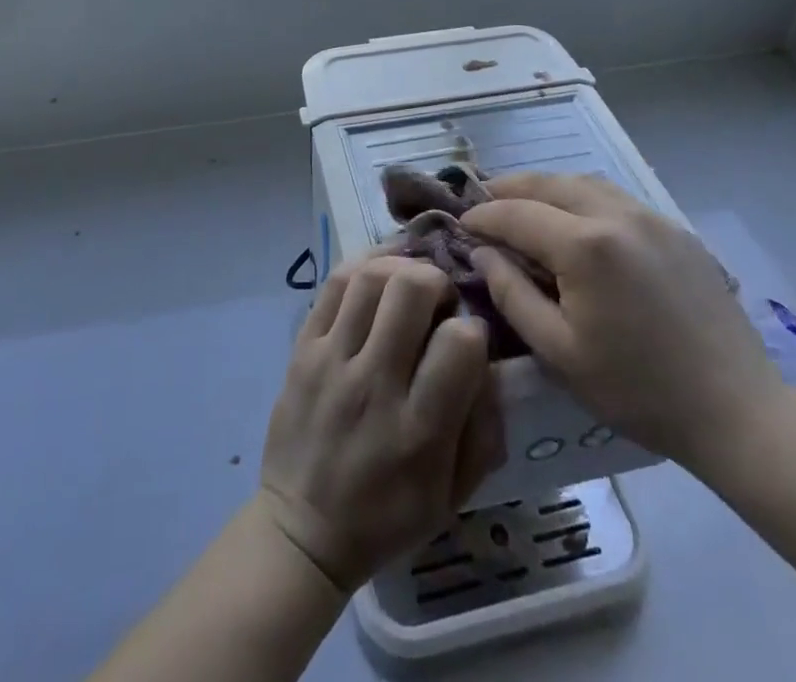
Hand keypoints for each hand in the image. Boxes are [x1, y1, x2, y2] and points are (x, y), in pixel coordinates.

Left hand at [259, 255, 503, 591]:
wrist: (302, 530)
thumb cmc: (387, 515)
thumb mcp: (453, 494)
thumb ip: (484, 429)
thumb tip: (493, 364)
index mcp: (419, 430)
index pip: (459, 343)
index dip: (474, 329)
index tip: (470, 339)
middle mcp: (374, 385)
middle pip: (411, 290)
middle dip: (438, 281)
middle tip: (440, 299)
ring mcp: (332, 361)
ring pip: (370, 277)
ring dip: (400, 266)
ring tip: (411, 280)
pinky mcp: (302, 348)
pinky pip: (333, 284)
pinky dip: (363, 264)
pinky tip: (381, 270)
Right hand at [462, 173, 785, 482]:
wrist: (736, 410)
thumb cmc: (638, 390)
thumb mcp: (559, 351)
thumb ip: (512, 294)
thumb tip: (483, 253)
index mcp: (584, 245)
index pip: (516, 213)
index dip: (483, 215)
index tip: (460, 223)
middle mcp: (616, 214)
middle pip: (549, 183)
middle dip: (510, 187)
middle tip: (484, 200)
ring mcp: (651, 217)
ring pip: (584, 182)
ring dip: (547, 187)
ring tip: (525, 203)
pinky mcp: (675, 229)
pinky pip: (616, 198)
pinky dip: (583, 196)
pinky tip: (577, 219)